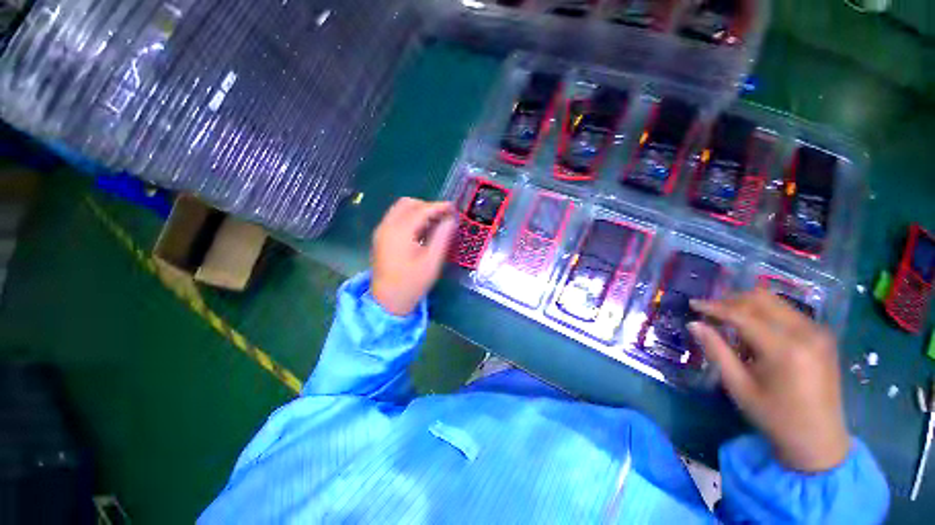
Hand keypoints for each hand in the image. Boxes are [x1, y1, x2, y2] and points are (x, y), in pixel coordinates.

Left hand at [370, 197, 455, 315]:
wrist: (388, 301)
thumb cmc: (412, 283)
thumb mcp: (432, 261)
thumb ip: (443, 237)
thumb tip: (451, 220)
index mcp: (400, 232)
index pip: (421, 210)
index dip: (439, 207)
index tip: (454, 208)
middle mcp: (387, 226)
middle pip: (408, 203)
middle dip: (427, 206)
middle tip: (443, 217)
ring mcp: (381, 231)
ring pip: (400, 209)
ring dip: (418, 211)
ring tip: (435, 223)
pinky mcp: (381, 237)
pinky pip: (396, 218)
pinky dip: (410, 218)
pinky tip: (422, 231)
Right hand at [688, 289, 850, 472]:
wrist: (820, 439)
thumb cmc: (775, 417)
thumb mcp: (738, 386)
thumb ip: (716, 351)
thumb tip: (694, 324)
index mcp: (785, 349)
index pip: (742, 315)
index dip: (713, 307)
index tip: (692, 304)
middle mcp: (805, 333)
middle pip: (761, 299)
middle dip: (730, 301)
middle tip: (710, 312)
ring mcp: (818, 332)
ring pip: (774, 302)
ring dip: (747, 307)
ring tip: (729, 323)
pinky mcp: (822, 336)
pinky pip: (787, 313)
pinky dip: (764, 315)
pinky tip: (755, 334)